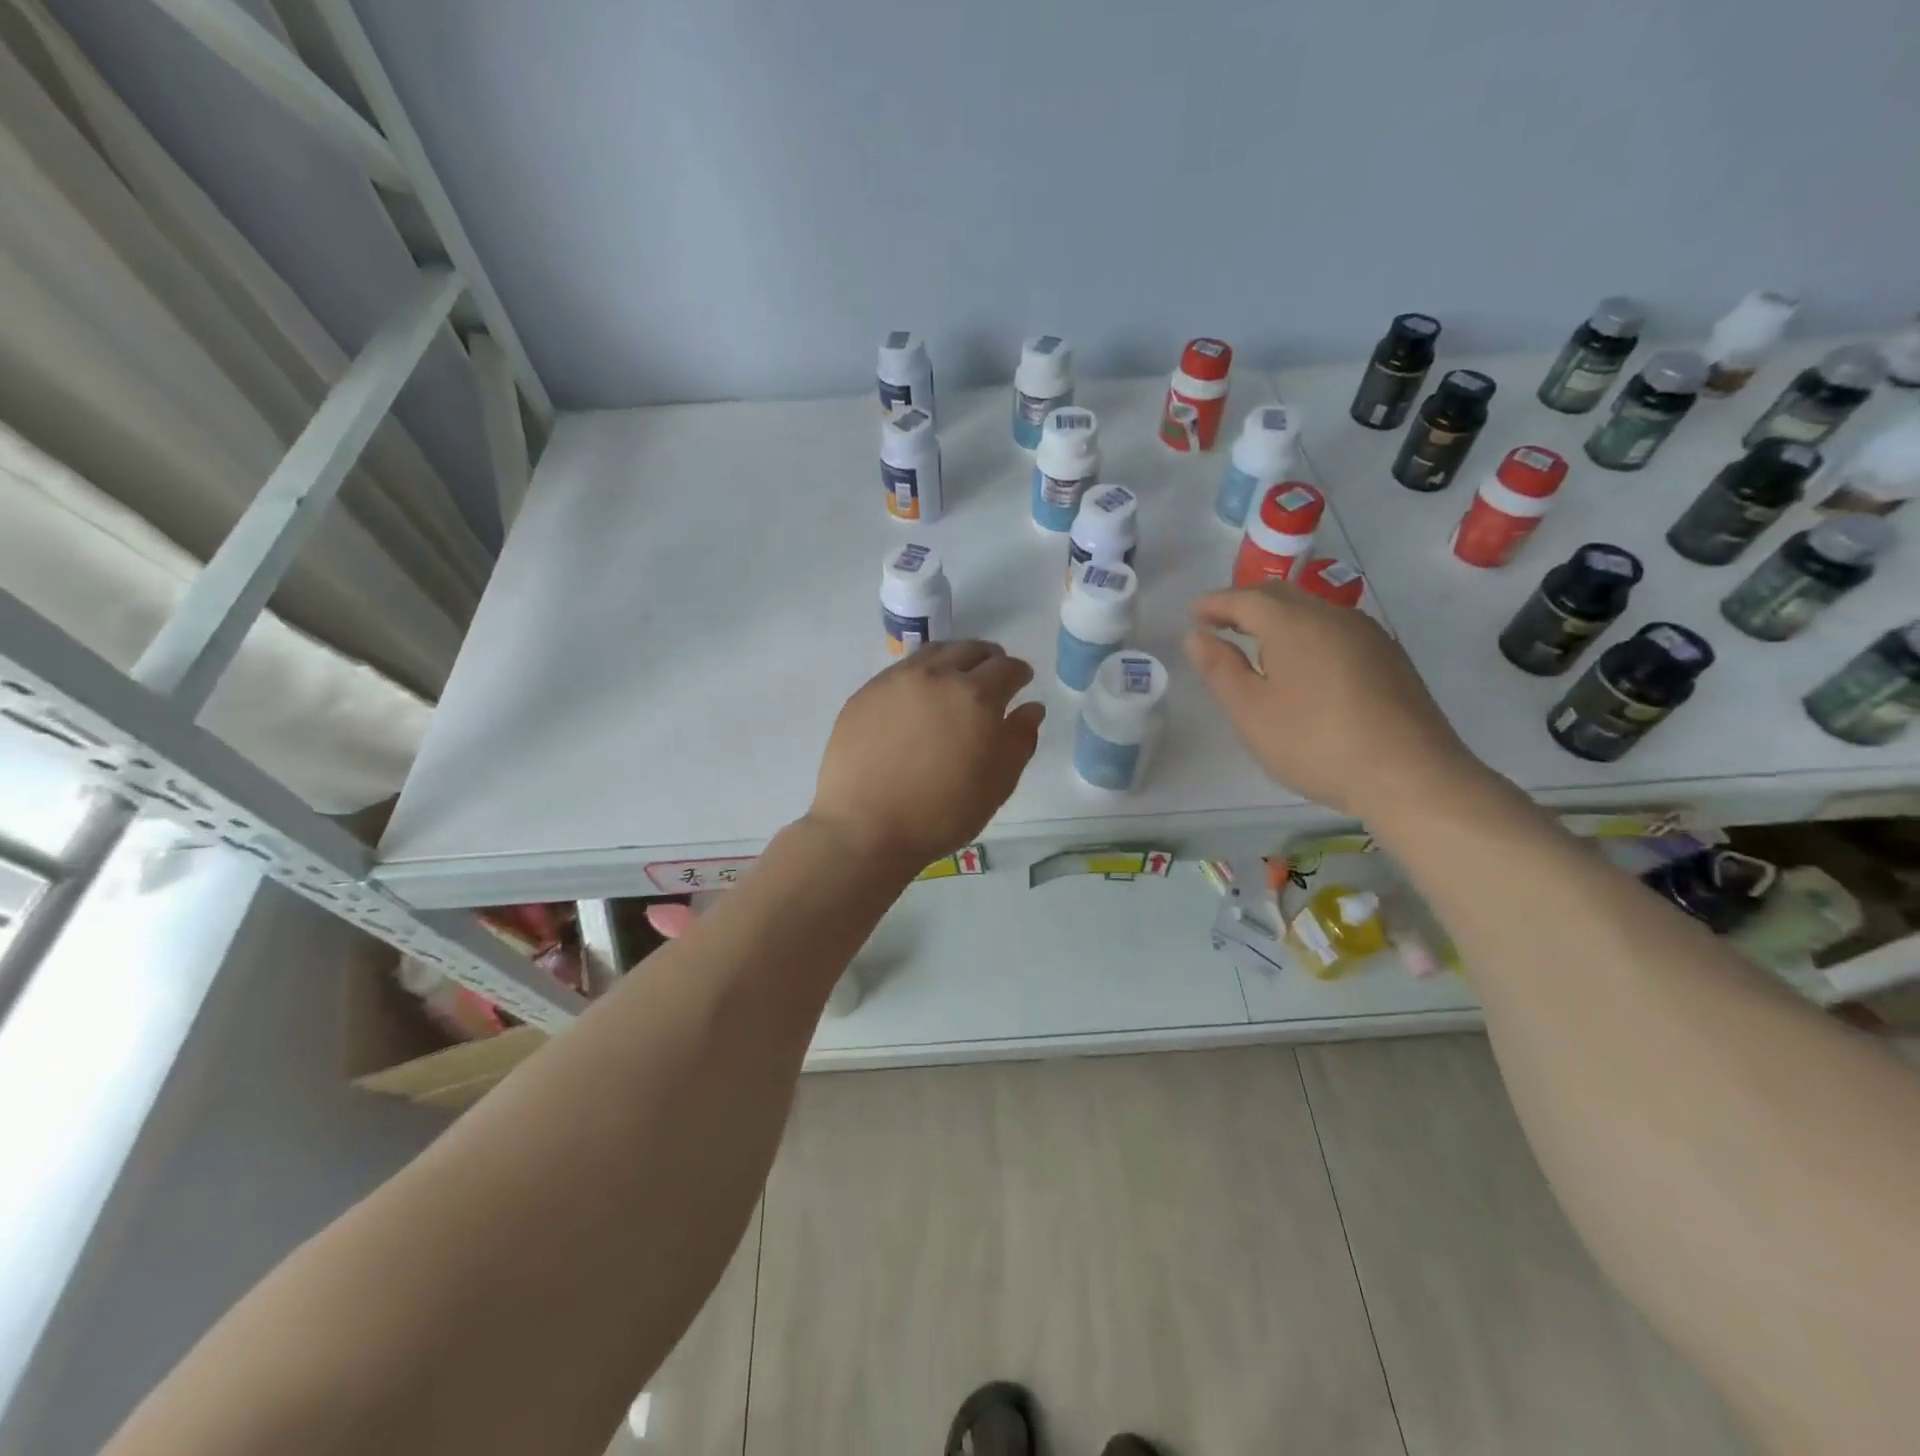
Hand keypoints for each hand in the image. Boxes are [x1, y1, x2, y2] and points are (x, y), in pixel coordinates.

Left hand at [806, 641, 1044, 872]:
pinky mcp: (865, 693)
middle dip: (989, 659)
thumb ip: (1020, 740)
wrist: (866, 828)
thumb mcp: (997, 784)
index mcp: (976, 697)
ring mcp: (895, 681)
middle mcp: (936, 676)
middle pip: (970, 650)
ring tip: (956, 678)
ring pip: (933, 652)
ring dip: (953, 658)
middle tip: (992, 676)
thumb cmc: (942, 813)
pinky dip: (920, 674)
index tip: (1021, 682)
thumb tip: (1031, 708)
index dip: (1019, 673)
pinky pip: (900, 670)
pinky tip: (917, 698)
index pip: (1007, 668)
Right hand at [1183, 584, 1480, 819]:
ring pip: (1312, 611)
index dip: (1214, 603)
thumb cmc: (1314, 742)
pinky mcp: (1389, 658)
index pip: (1245, 598)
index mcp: (1293, 623)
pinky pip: (1335, 631)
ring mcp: (1367, 635)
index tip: (1192, 613)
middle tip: (1219, 623)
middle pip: (1281, 596)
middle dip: (1245, 604)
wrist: (1409, 774)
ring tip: (1257, 643)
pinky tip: (1303, 664)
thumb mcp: (1251, 711)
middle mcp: (1332, 616)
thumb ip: (1220, 668)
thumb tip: (1195, 635)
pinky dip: (1306, 635)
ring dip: (1278, 618)